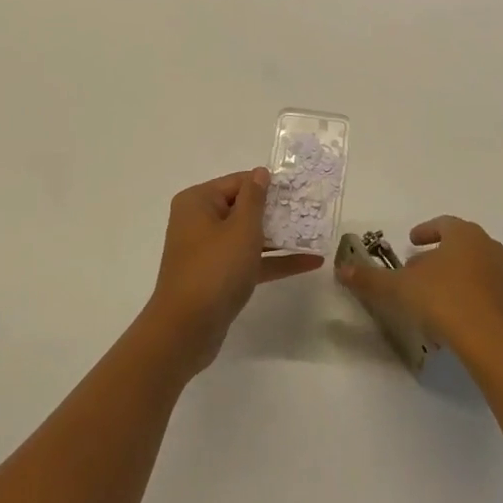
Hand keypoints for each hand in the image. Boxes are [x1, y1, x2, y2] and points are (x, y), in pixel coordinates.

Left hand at [144, 169, 322, 373]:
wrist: (186, 330)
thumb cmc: (215, 269)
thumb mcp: (241, 228)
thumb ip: (255, 198)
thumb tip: (260, 172)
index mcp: (198, 202)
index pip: (238, 182)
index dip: (268, 185)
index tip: (299, 189)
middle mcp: (200, 221)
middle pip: (244, 209)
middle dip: (277, 212)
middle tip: (312, 210)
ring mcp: (209, 251)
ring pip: (249, 236)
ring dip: (280, 237)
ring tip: (316, 234)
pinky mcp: (219, 277)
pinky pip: (250, 260)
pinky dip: (275, 261)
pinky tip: (309, 262)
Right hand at [337, 216, 502, 367]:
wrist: (494, 342)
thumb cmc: (445, 300)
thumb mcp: (400, 288)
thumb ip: (371, 279)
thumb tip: (341, 269)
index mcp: (464, 234)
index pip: (443, 224)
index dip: (425, 231)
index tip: (411, 241)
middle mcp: (489, 247)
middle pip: (461, 245)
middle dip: (439, 255)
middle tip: (418, 268)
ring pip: (475, 268)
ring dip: (455, 276)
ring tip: (434, 295)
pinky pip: (487, 293)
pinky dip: (470, 297)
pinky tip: (454, 317)